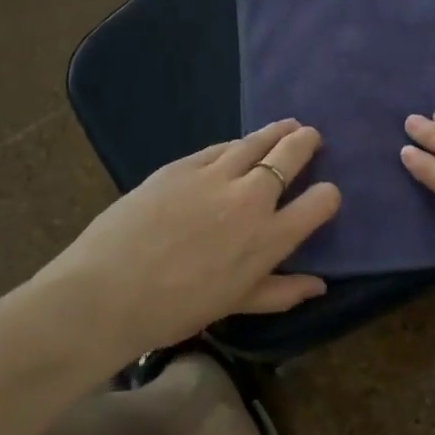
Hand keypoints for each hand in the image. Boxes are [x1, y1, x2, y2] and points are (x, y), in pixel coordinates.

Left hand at [52, 121, 340, 352]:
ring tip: (288, 125)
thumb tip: (320, 285)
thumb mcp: (236, 305)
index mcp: (269, 237)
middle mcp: (250, 198)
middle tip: (311, 137)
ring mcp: (215, 175)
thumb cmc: (176, 309)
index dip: (328, 195)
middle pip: (291, 155)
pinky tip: (238, 144)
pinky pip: (219, 147)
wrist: (107, 291)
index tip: (324, 195)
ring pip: (256, 141)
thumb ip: (282, 292)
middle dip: (307, 143)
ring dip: (276, 132)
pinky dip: (236, 145)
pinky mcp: (182, 165)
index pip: (320, 202)